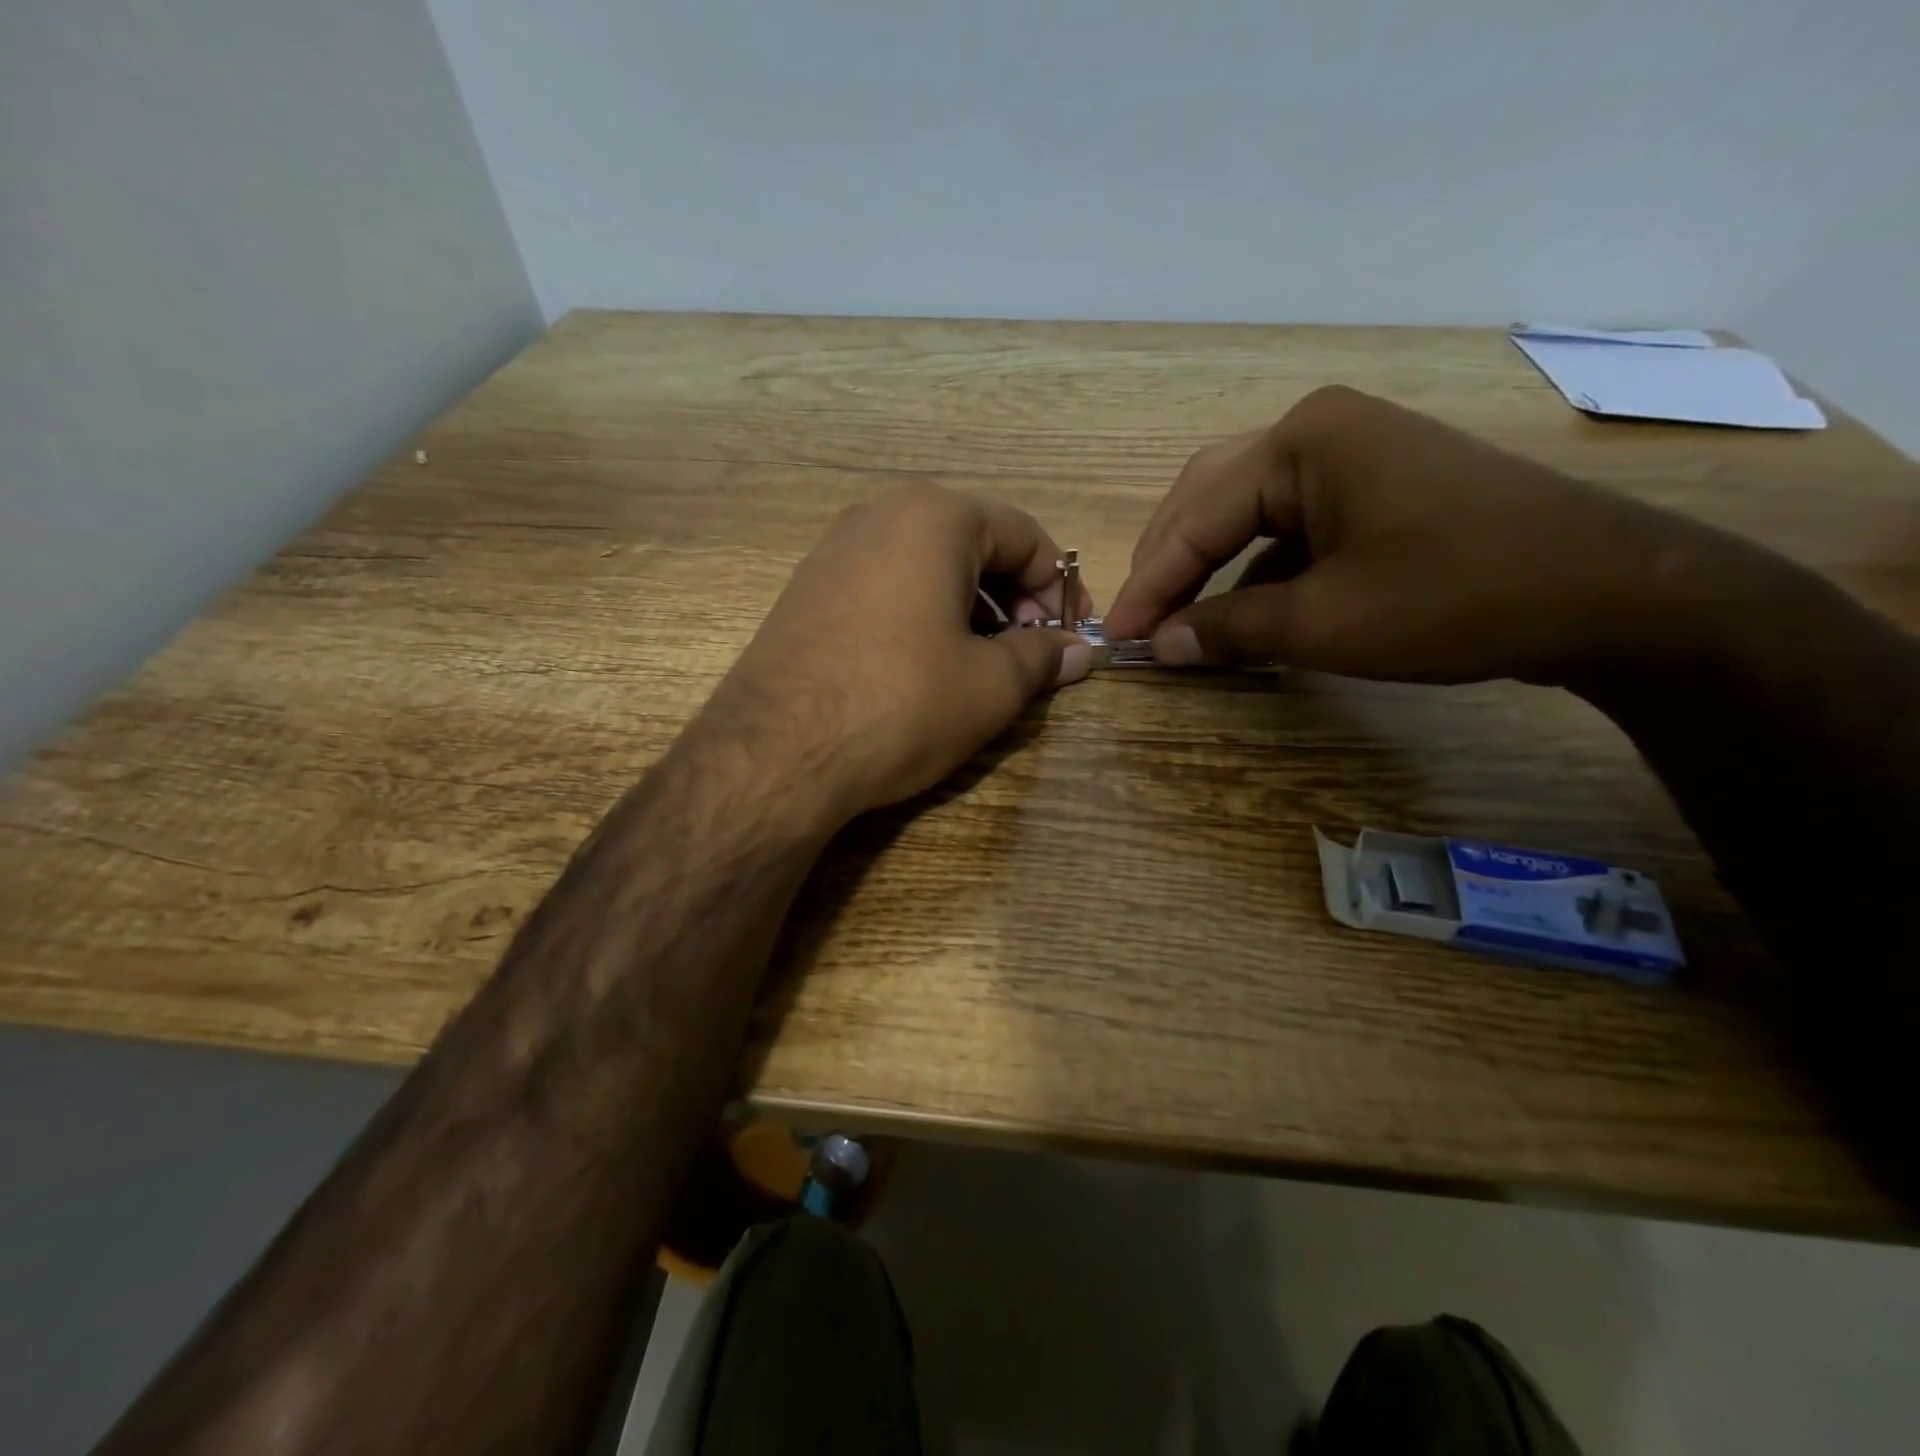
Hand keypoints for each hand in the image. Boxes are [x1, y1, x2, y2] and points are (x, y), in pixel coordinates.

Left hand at [701, 484, 1091, 823]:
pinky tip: (926, 666)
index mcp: (934, 516)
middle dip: (1014, 597)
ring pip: (926, 566)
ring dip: (970, 608)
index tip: (1073, 634)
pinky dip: (921, 615)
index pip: (1024, 534)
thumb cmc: (902, 703)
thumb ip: (1043, 657)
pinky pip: (885, 586)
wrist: (776, 752)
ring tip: (984, 664)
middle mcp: (879, 514)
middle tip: (1031, 652)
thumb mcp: (991, 685)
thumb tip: (1080, 651)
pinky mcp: (806, 590)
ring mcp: (834, 550)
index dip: (1059, 586)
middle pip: (973, 544)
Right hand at [1104, 385, 1742, 684]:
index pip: (1195, 517)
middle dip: (1170, 563)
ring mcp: (1354, 452)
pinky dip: (1256, 567)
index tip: (1114, 635)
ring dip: (1209, 564)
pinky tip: (1243, 606)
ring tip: (1177, 616)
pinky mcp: (1377, 484)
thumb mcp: (1324, 624)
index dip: (1149, 583)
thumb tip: (1161, 646)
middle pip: (1210, 497)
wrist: (1609, 593)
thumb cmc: (1454, 598)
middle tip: (1138, 621)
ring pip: (1247, 509)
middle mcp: (1319, 428)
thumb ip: (1228, 629)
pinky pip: (1290, 523)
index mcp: (1301, 440)